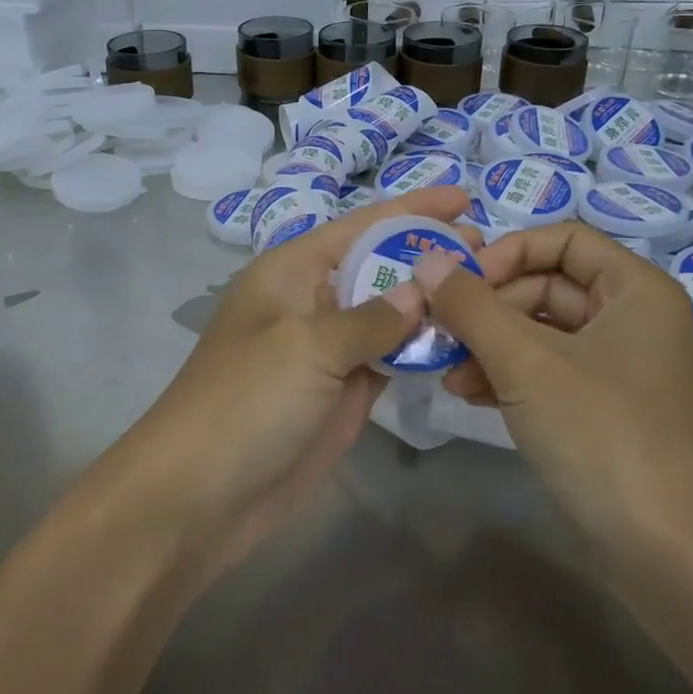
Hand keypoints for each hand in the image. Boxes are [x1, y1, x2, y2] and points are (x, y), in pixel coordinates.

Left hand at [111, 186, 475, 581]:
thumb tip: (422, 288)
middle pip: (378, 266)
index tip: (463, 197)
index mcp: (291, 272)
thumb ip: (370, 317)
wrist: (201, 496)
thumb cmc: (245, 402)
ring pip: (389, 313)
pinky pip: (390, 357)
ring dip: (432, 302)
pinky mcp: (343, 392)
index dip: (410, 208)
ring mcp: (329, 350)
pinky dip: (422, 347)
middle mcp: (311, 302)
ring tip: (489, 287)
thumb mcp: (306, 347)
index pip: (360, 226)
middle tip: (491, 250)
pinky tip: (463, 337)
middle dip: (428, 254)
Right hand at [413, 222, 692, 585]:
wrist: (673, 558)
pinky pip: (549, 372)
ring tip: (447, 370)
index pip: (562, 239)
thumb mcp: (526, 362)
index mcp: (635, 290)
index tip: (460, 282)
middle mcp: (633, 319)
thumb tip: (427, 259)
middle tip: (440, 330)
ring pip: (542, 332)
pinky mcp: (605, 411)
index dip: (507, 251)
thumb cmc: (603, 435)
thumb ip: (471, 305)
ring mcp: (620, 369)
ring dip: (490, 344)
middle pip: (547, 285)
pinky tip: (469, 394)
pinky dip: (509, 376)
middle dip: (489, 307)